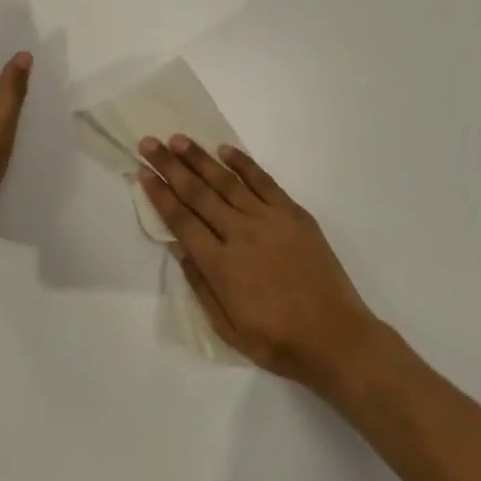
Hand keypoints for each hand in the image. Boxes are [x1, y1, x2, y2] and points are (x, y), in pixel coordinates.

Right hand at [139, 137, 376, 387]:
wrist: (336, 338)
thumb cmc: (278, 341)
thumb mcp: (228, 328)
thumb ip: (199, 284)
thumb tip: (176, 246)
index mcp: (221, 266)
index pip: (181, 221)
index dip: (160, 195)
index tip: (143, 173)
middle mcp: (240, 235)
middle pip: (198, 193)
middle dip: (170, 167)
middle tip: (149, 143)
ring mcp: (269, 220)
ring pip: (227, 182)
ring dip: (200, 158)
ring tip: (178, 139)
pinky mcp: (293, 214)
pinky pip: (264, 182)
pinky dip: (243, 164)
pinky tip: (225, 150)